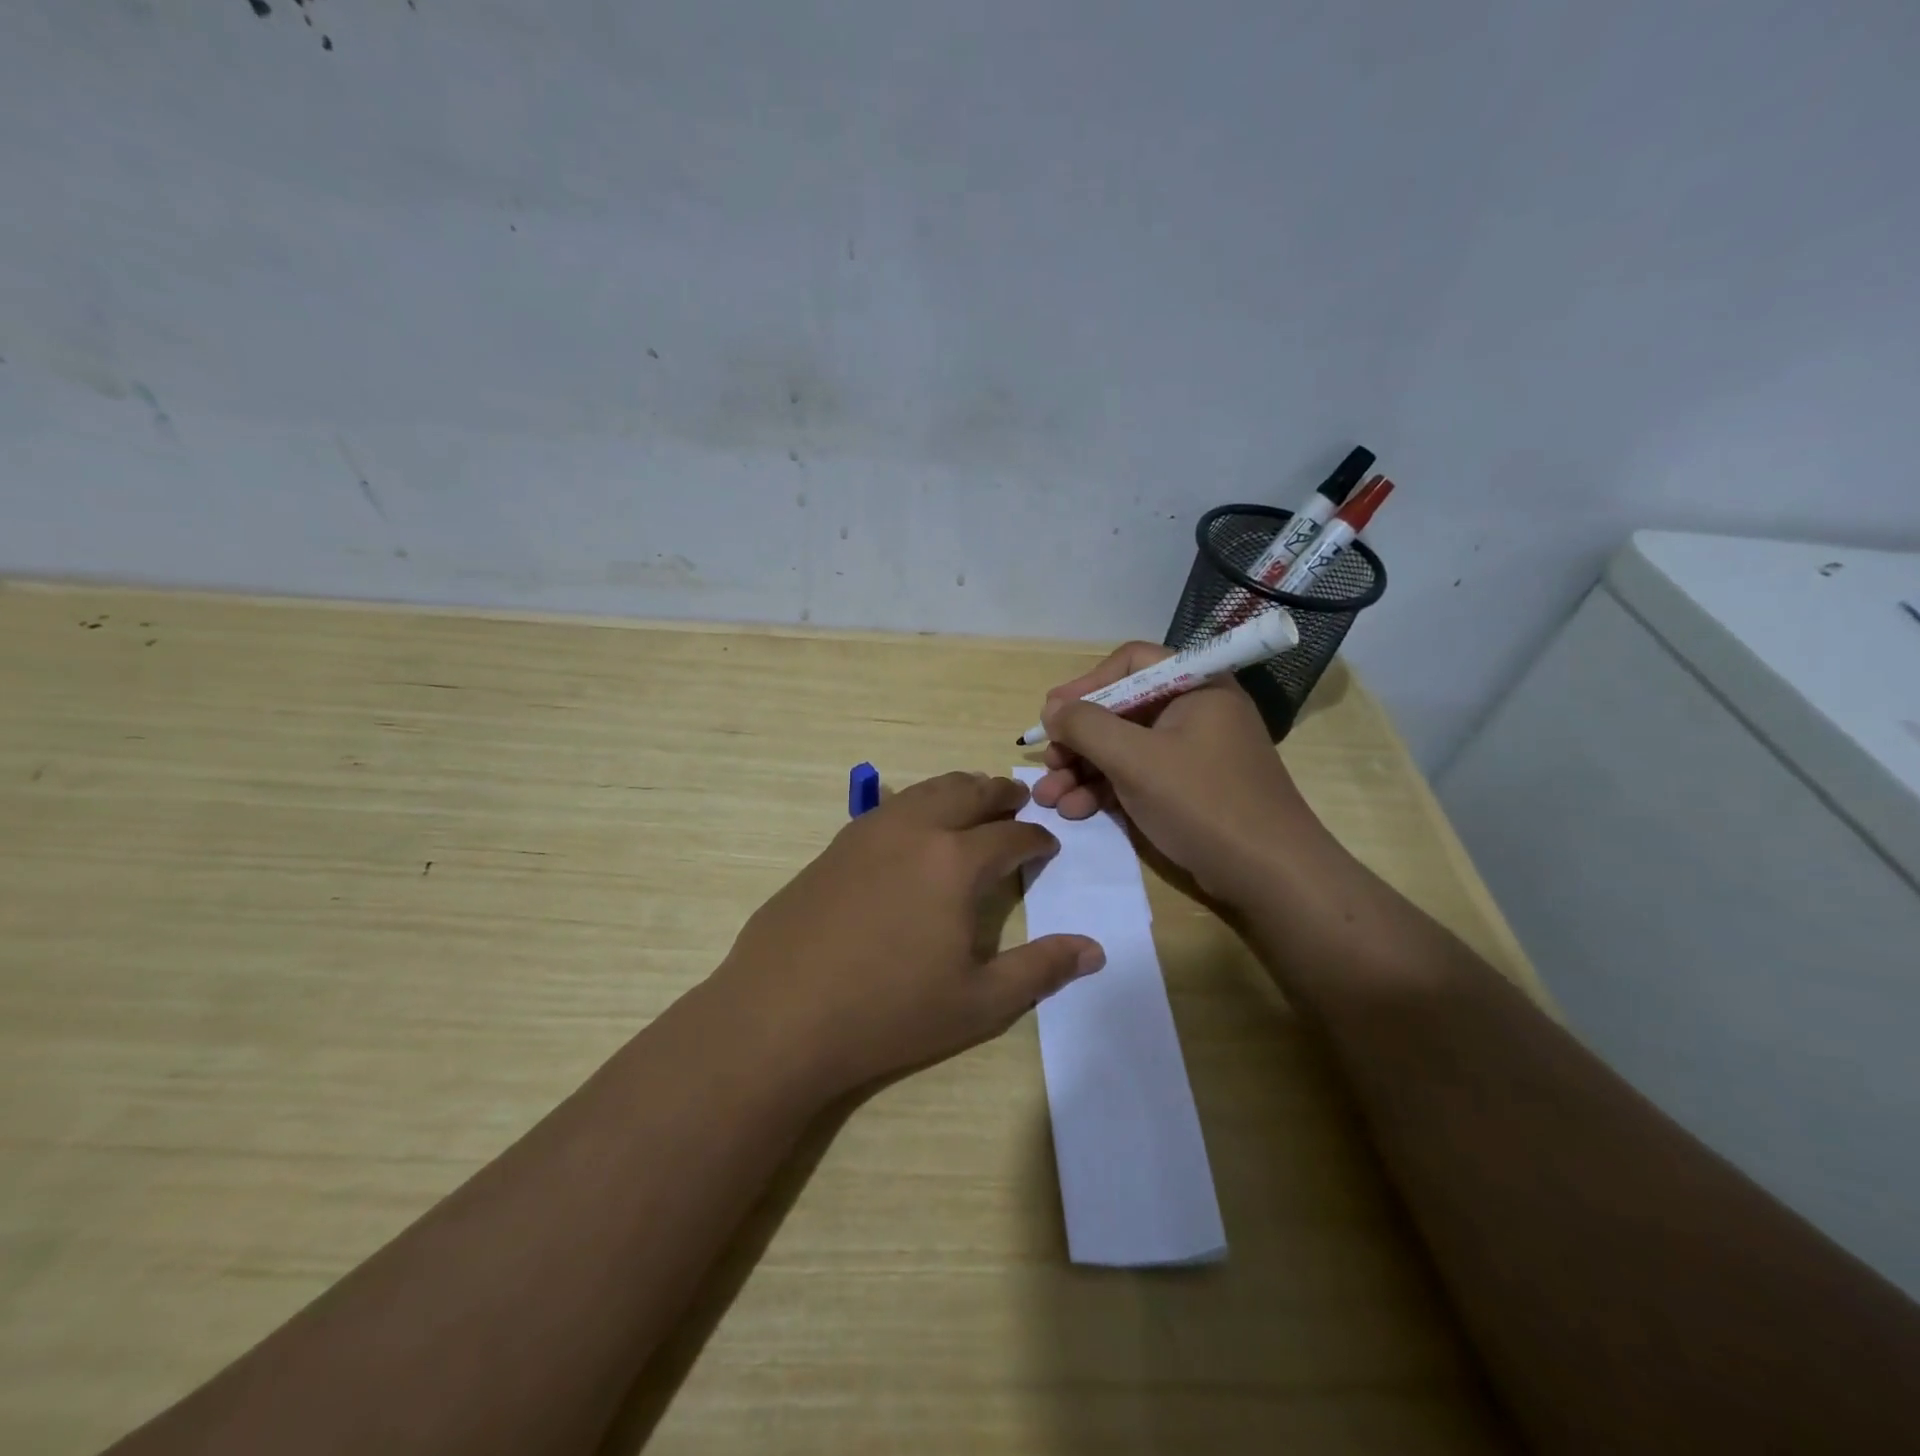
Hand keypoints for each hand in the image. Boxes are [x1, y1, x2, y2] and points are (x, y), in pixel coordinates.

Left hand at [713, 772, 1104, 1098]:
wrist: (781, 1015)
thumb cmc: (888, 1012)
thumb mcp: (979, 1002)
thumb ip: (1040, 969)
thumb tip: (1094, 951)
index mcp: (955, 862)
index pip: (1010, 837)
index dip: (1036, 839)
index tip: (1048, 844)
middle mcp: (914, 831)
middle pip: (967, 793)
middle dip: (998, 793)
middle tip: (1017, 799)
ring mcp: (867, 833)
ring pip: (923, 791)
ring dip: (956, 789)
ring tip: (972, 798)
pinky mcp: (834, 847)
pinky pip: (886, 808)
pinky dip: (914, 804)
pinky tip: (911, 824)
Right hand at [1030, 642, 1334, 907]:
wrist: (1270, 875)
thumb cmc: (1203, 803)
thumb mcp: (1136, 760)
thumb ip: (1087, 726)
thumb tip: (1052, 710)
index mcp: (1195, 686)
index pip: (1131, 663)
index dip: (1086, 684)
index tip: (1052, 714)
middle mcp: (1194, 711)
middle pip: (1121, 709)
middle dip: (1078, 740)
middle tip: (1047, 765)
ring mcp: (1192, 752)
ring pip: (1124, 747)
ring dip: (1083, 770)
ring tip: (1049, 798)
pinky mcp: (1188, 788)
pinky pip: (1137, 775)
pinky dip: (1105, 789)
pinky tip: (1076, 810)